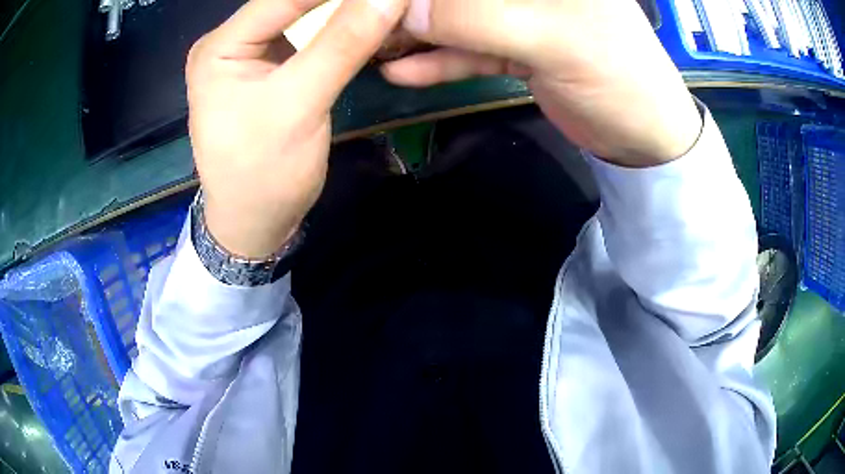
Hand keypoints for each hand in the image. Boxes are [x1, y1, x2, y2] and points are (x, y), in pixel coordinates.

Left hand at [187, 0, 407, 257]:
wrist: (254, 224)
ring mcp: (250, 52)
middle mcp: (230, 40)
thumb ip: (342, 44)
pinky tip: (367, 22)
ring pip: (303, 14)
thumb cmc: (263, 175)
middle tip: (390, 0)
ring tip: (382, 8)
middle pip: (292, 2)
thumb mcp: (299, 106)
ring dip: (344, 9)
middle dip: (341, 0)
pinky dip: (340, 27)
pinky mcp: (269, 66)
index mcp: (220, 47)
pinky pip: (309, 35)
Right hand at [382, 0, 702, 166]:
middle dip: (412, 8)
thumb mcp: (553, 41)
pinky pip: (468, 49)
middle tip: (365, 25)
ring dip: (416, 34)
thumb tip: (408, 11)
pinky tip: (401, 72)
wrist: (644, 139)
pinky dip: (437, 61)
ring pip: (457, 18)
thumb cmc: (618, 79)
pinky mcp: (517, 48)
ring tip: (370, 48)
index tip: (381, 5)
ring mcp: (521, 16)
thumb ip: (477, 19)